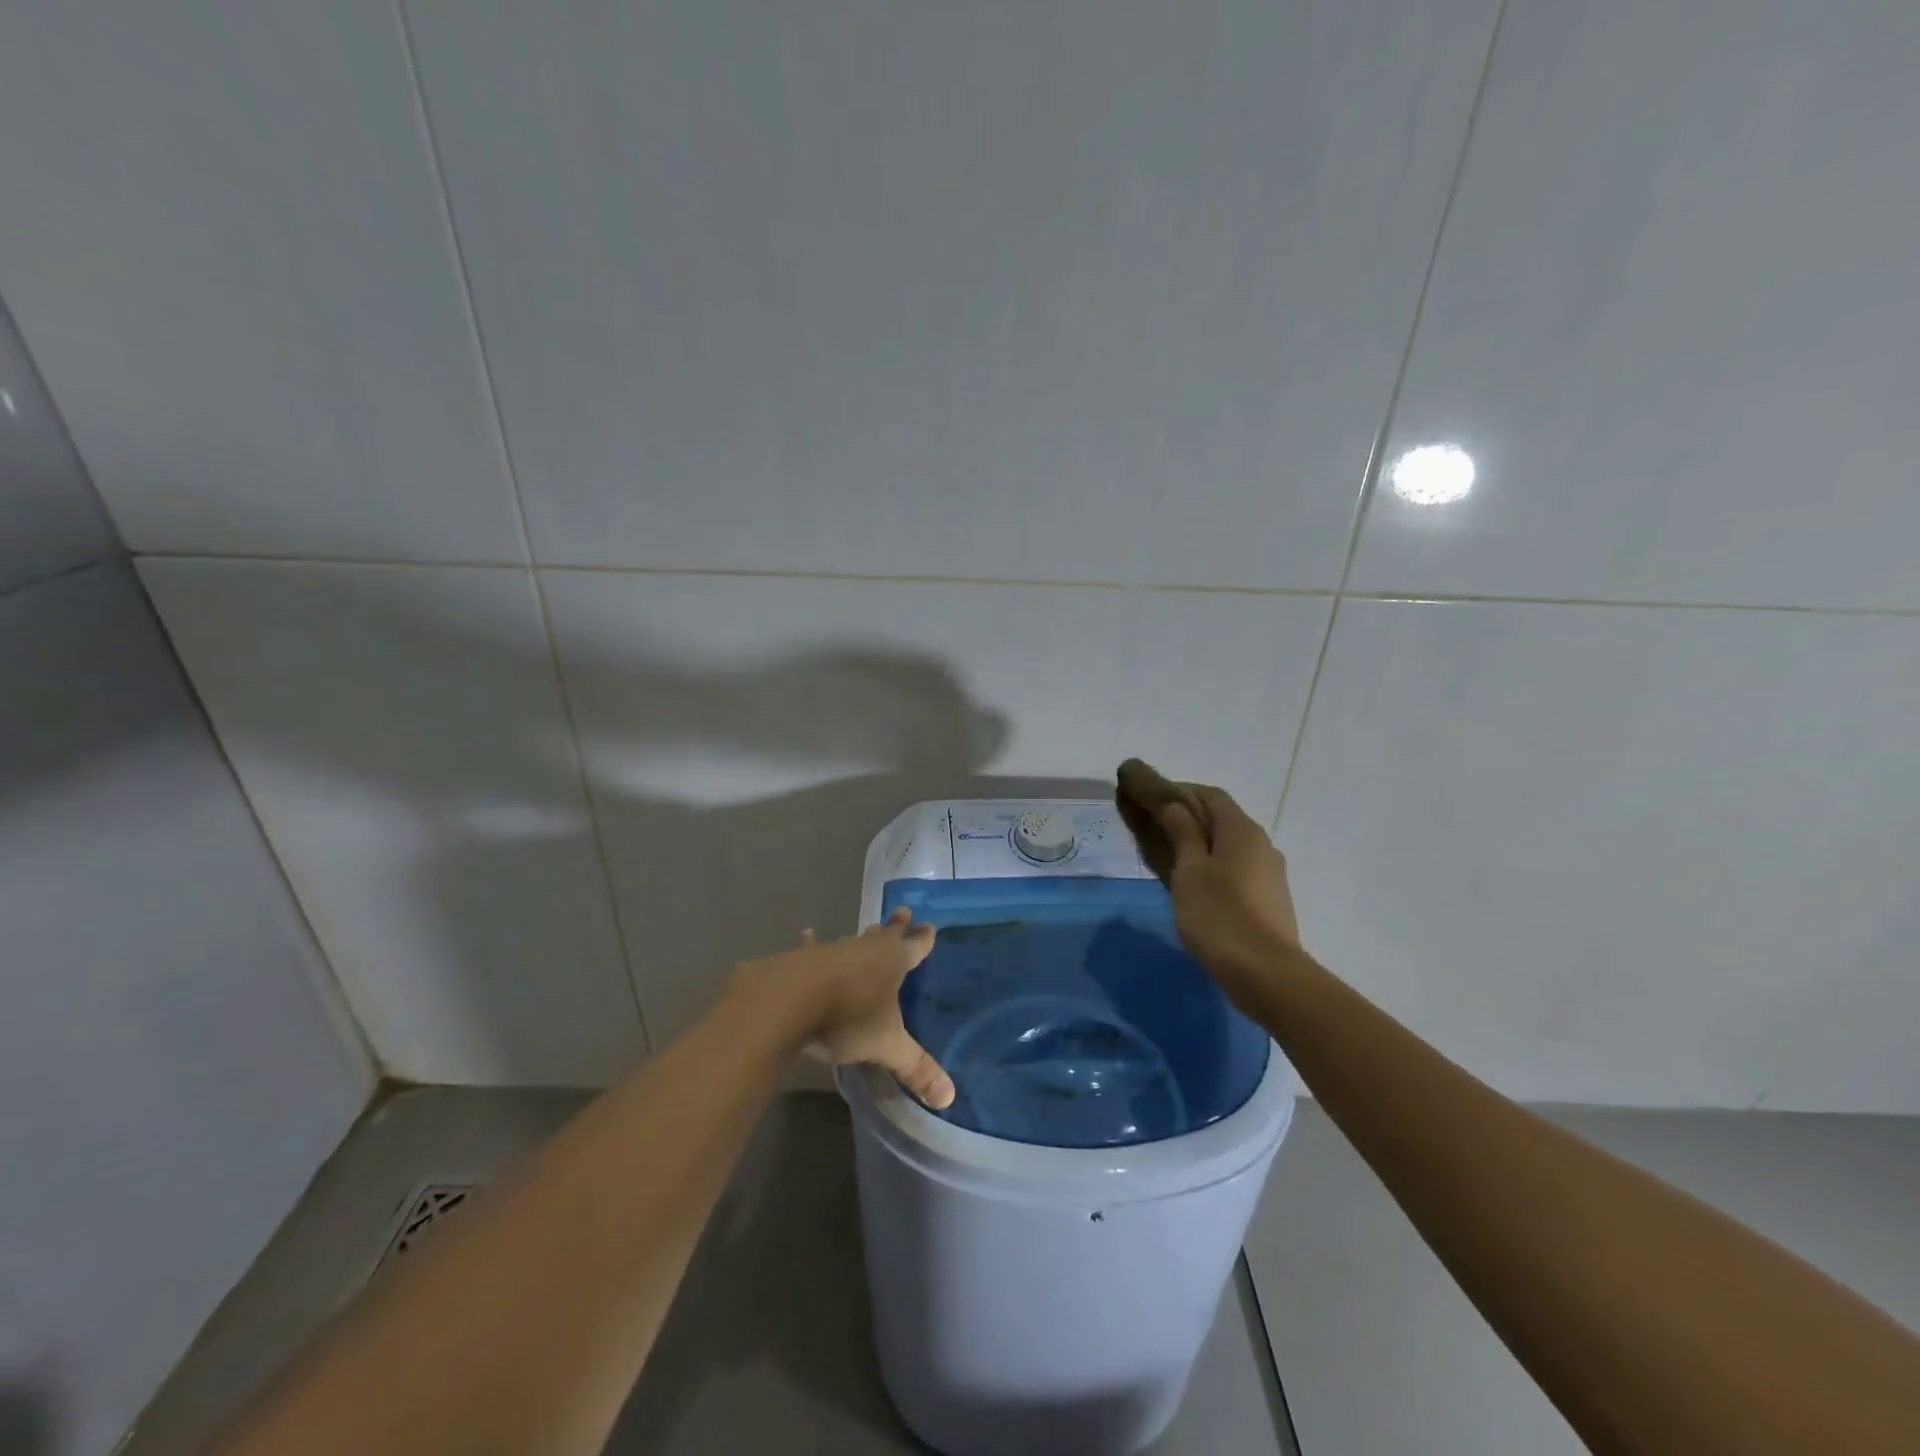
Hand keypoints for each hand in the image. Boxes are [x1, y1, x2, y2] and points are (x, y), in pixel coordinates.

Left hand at [733, 909, 954, 1108]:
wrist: (791, 1001)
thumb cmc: (848, 1017)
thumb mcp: (887, 1046)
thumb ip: (916, 1068)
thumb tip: (949, 1097)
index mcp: (893, 962)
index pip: (915, 947)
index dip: (923, 939)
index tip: (930, 926)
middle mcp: (866, 949)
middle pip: (886, 934)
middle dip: (896, 926)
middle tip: (903, 912)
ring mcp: (834, 951)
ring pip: (854, 941)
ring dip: (862, 937)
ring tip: (869, 928)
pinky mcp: (803, 959)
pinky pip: (811, 948)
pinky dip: (811, 942)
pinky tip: (806, 933)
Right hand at [1123, 771, 1301, 1000]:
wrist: (1266, 974)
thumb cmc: (1219, 915)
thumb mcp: (1190, 871)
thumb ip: (1183, 834)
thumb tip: (1175, 806)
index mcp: (1242, 831)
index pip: (1211, 795)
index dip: (1181, 792)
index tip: (1152, 799)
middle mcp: (1262, 845)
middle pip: (1223, 820)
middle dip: (1190, 819)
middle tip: (1156, 829)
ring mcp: (1270, 875)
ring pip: (1230, 847)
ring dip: (1201, 845)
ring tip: (1171, 858)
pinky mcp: (1269, 900)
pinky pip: (1237, 870)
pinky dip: (1214, 867)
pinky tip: (1195, 887)